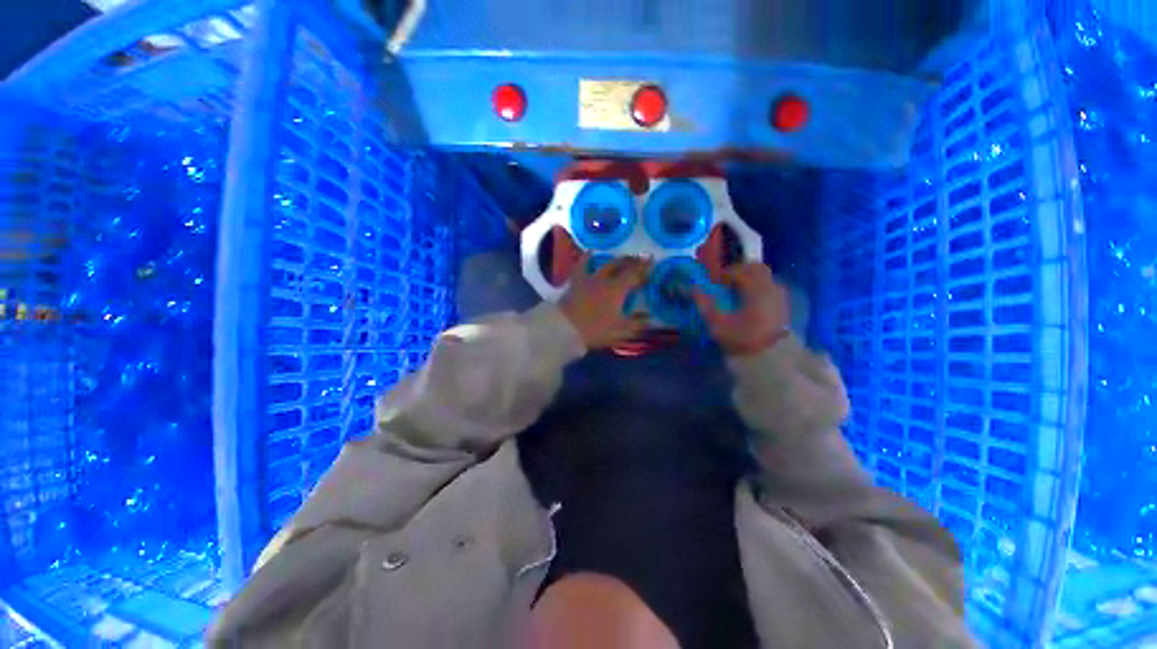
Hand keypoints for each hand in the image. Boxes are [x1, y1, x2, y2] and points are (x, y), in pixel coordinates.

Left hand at [560, 255, 651, 350]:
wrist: (565, 328)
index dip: (645, 268)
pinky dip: (586, 258)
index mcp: (617, 290)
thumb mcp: (620, 330)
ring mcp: (589, 279)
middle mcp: (605, 280)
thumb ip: (636, 323)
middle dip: (633, 261)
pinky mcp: (576, 282)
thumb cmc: (595, 330)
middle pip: (621, 266)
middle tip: (640, 258)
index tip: (652, 262)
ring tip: (622, 257)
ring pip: (605, 264)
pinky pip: (581, 266)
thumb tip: (649, 317)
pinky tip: (590, 252)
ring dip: (616, 260)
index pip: (635, 275)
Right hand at [693, 263, 790, 355]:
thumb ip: (705, 304)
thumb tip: (694, 289)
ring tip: (736, 293)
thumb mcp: (718, 324)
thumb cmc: (743, 339)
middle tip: (726, 282)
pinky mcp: (783, 306)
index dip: (724, 274)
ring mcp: (780, 297)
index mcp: (755, 289)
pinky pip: (769, 289)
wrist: (771, 359)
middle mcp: (770, 288)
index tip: (714, 282)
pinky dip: (757, 289)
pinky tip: (748, 303)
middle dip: (740, 271)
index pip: (739, 271)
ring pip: (764, 278)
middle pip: (756, 269)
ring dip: (749, 280)